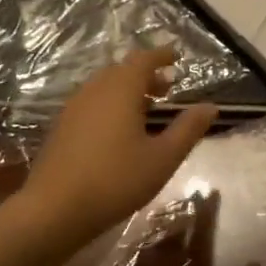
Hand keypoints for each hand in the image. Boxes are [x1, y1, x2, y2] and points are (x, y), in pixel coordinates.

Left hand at [18, 48, 219, 248]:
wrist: (54, 209)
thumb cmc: (116, 180)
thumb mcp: (163, 158)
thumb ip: (188, 129)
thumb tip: (211, 107)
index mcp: (120, 91)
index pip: (143, 60)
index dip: (161, 55)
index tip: (177, 57)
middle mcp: (94, 91)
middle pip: (121, 71)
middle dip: (145, 74)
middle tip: (167, 88)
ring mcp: (72, 109)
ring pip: (103, 87)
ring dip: (127, 90)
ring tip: (146, 110)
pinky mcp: (61, 128)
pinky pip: (91, 103)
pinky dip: (110, 104)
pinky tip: (119, 131)